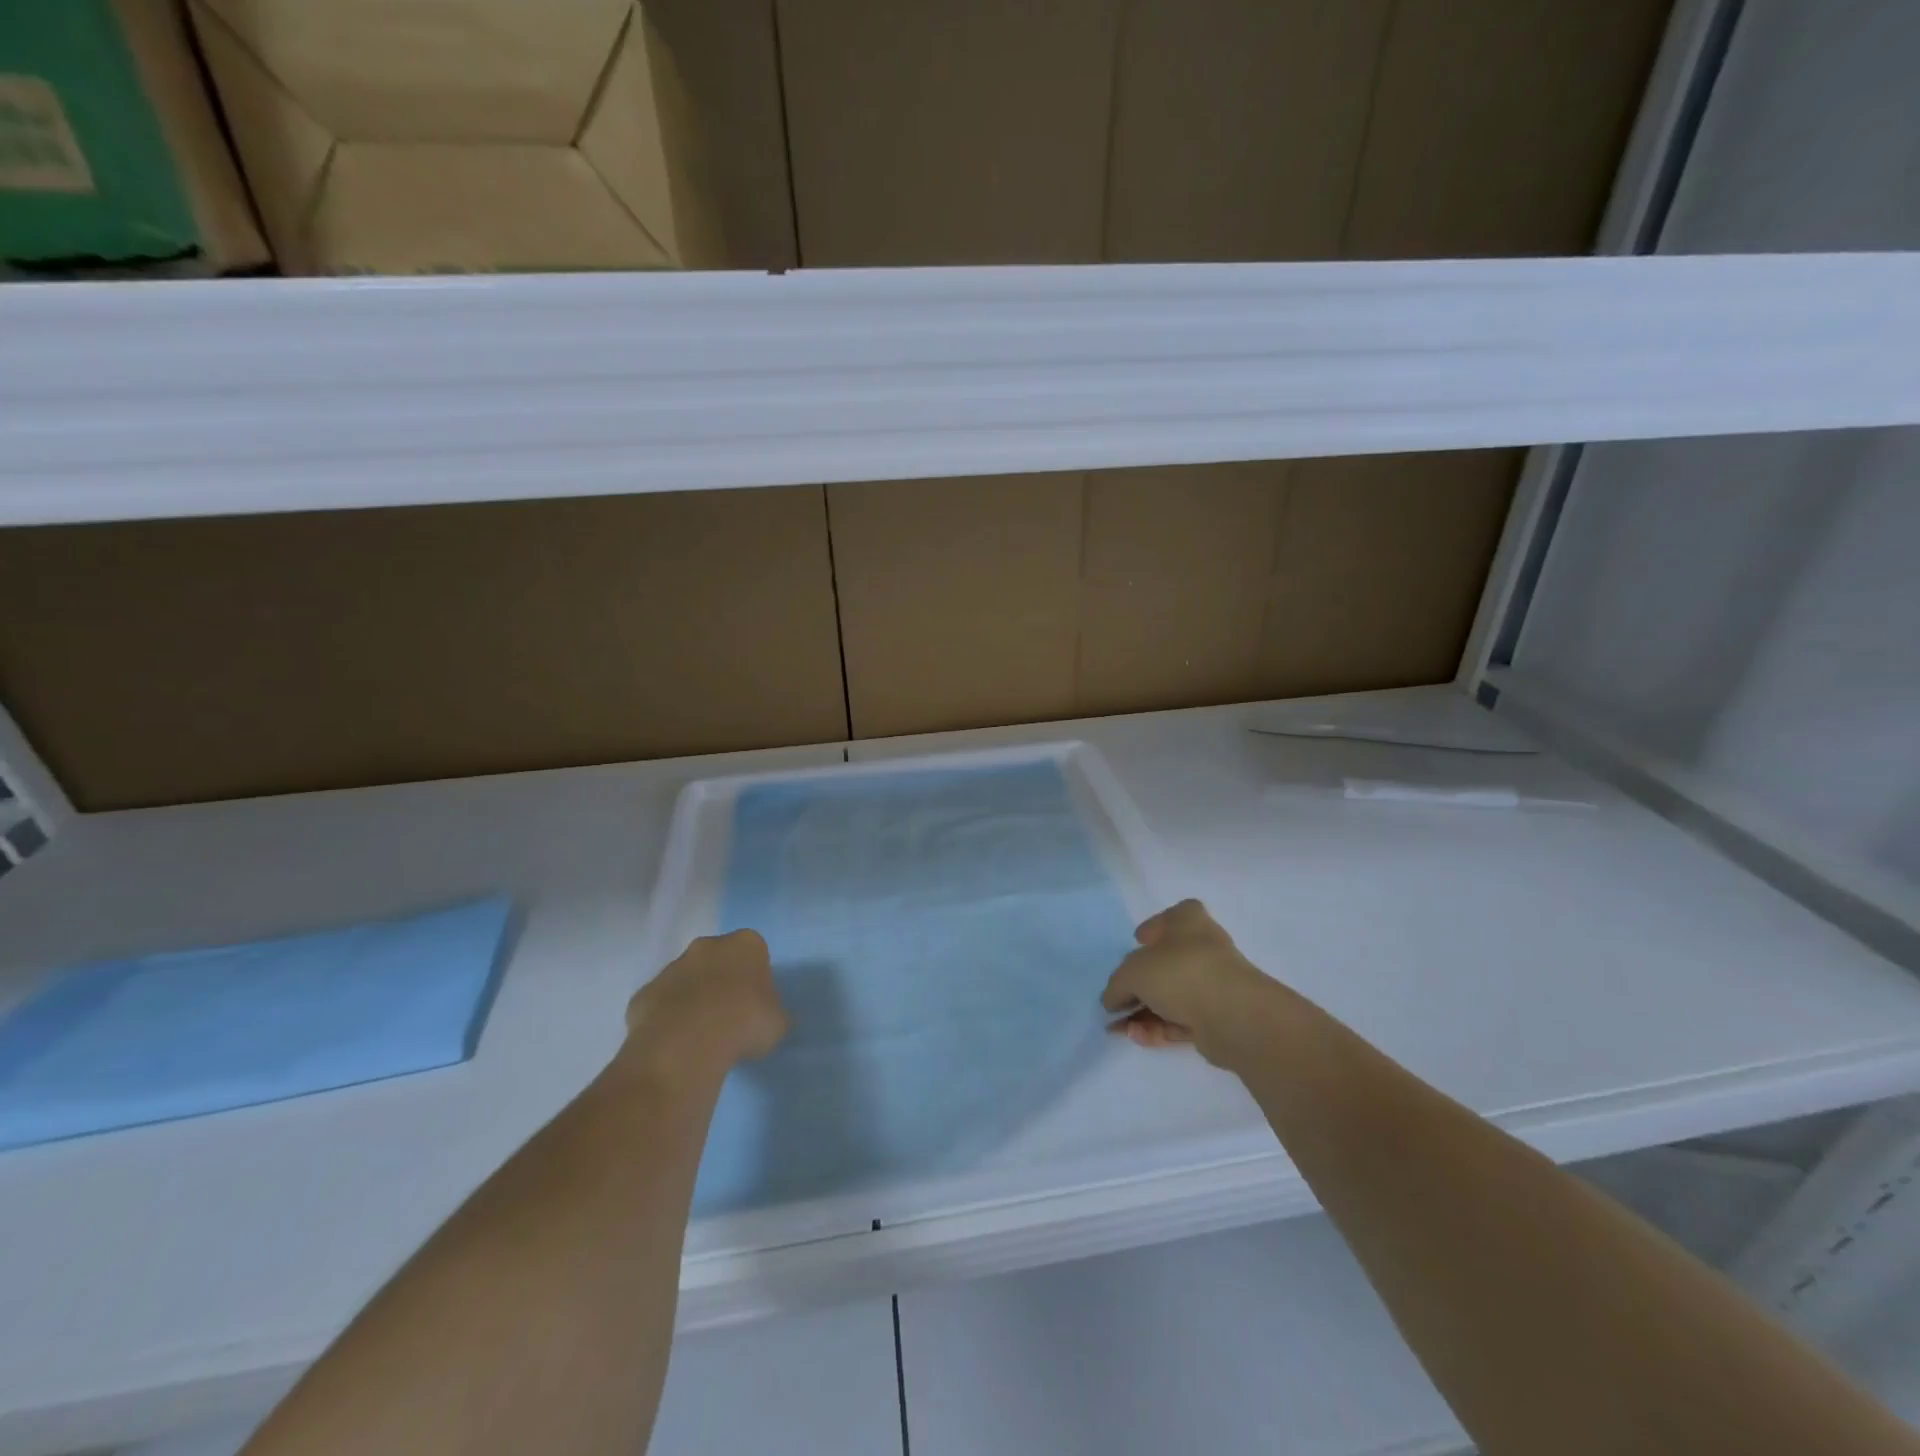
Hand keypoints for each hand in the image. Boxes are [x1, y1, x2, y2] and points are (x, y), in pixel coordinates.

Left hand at [623, 930, 788, 1084]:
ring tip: (700, 1035)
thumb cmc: (745, 1022)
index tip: (756, 1003)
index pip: (754, 952)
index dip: (755, 977)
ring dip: (692, 999)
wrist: (688, 1042)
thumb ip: (775, 1015)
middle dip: (721, 981)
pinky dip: (666, 1018)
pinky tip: (675, 1043)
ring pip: (686, 979)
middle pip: (717, 959)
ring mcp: (671, 968)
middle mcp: (707, 946)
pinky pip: (660, 1003)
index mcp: (746, 944)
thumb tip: (773, 1019)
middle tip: (729, 1016)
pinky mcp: (644, 993)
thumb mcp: (777, 1023)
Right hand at [1101, 899, 1291, 1068]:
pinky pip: (1180, 1019)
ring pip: (1170, 996)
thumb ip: (1116, 985)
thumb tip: (1112, 1000)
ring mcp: (1212, 983)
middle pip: (1164, 962)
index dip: (1152, 930)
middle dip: (1137, 984)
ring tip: (1116, 1029)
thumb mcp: (1132, 972)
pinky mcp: (1216, 1017)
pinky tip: (1136, 1037)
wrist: (1232, 1014)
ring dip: (1142, 1012)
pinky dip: (1157, 1027)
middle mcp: (1202, 947)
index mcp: (1187, 921)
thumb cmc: (1179, 972)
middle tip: (1116, 1001)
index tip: (1137, 944)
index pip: (1168, 918)